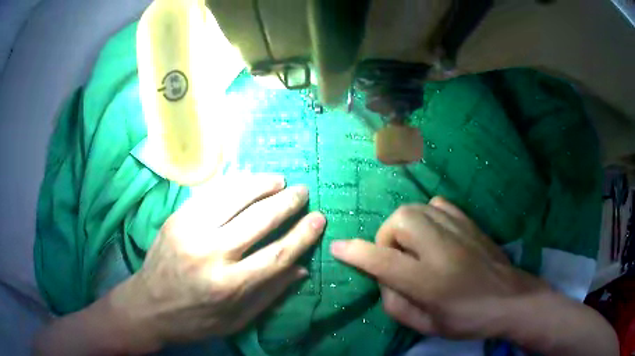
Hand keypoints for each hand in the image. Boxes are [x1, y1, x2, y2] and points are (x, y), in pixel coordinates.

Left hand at [107, 174, 324, 351]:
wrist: (147, 306)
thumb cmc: (195, 320)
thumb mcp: (236, 320)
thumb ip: (270, 294)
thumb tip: (302, 269)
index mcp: (230, 286)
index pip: (277, 255)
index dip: (302, 235)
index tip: (319, 218)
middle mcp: (211, 254)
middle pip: (259, 220)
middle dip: (286, 203)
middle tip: (302, 191)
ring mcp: (190, 231)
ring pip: (234, 198)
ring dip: (260, 185)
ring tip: (279, 180)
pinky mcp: (176, 219)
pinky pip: (209, 193)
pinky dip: (233, 183)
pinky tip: (247, 179)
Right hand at [330, 196, 545, 339]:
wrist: (511, 299)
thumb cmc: (468, 319)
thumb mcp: (427, 326)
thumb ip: (396, 305)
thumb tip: (382, 280)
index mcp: (429, 281)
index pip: (382, 260)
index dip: (355, 253)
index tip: (338, 247)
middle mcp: (442, 248)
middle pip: (400, 220)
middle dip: (386, 237)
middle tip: (395, 258)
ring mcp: (458, 230)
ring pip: (415, 208)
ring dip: (404, 227)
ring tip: (414, 247)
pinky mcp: (469, 222)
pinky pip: (437, 205)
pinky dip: (426, 215)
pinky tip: (433, 233)